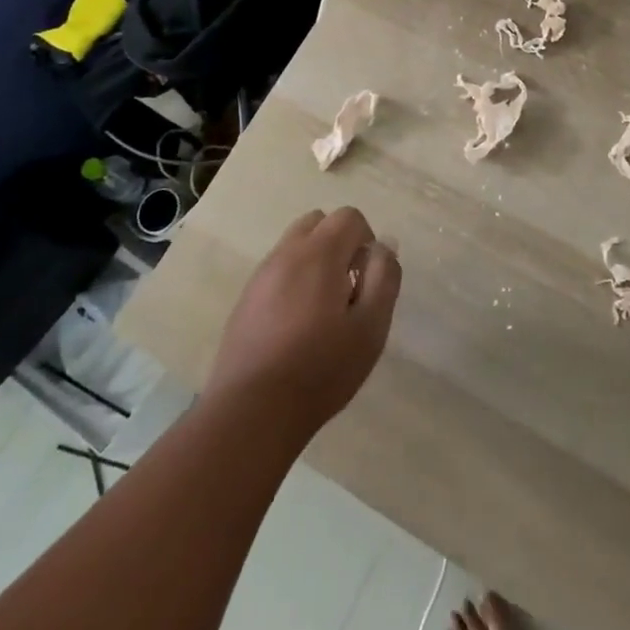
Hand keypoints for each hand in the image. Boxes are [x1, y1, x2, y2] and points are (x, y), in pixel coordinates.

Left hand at [206, 206, 400, 443]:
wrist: (251, 413)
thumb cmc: (321, 368)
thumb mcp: (371, 326)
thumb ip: (384, 277)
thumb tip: (384, 246)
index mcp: (319, 253)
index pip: (349, 217)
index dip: (367, 241)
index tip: (367, 280)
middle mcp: (286, 254)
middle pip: (318, 222)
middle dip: (339, 243)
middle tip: (348, 287)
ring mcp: (260, 277)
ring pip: (294, 246)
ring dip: (315, 261)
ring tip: (323, 310)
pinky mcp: (245, 301)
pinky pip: (277, 272)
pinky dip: (294, 281)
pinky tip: (297, 326)